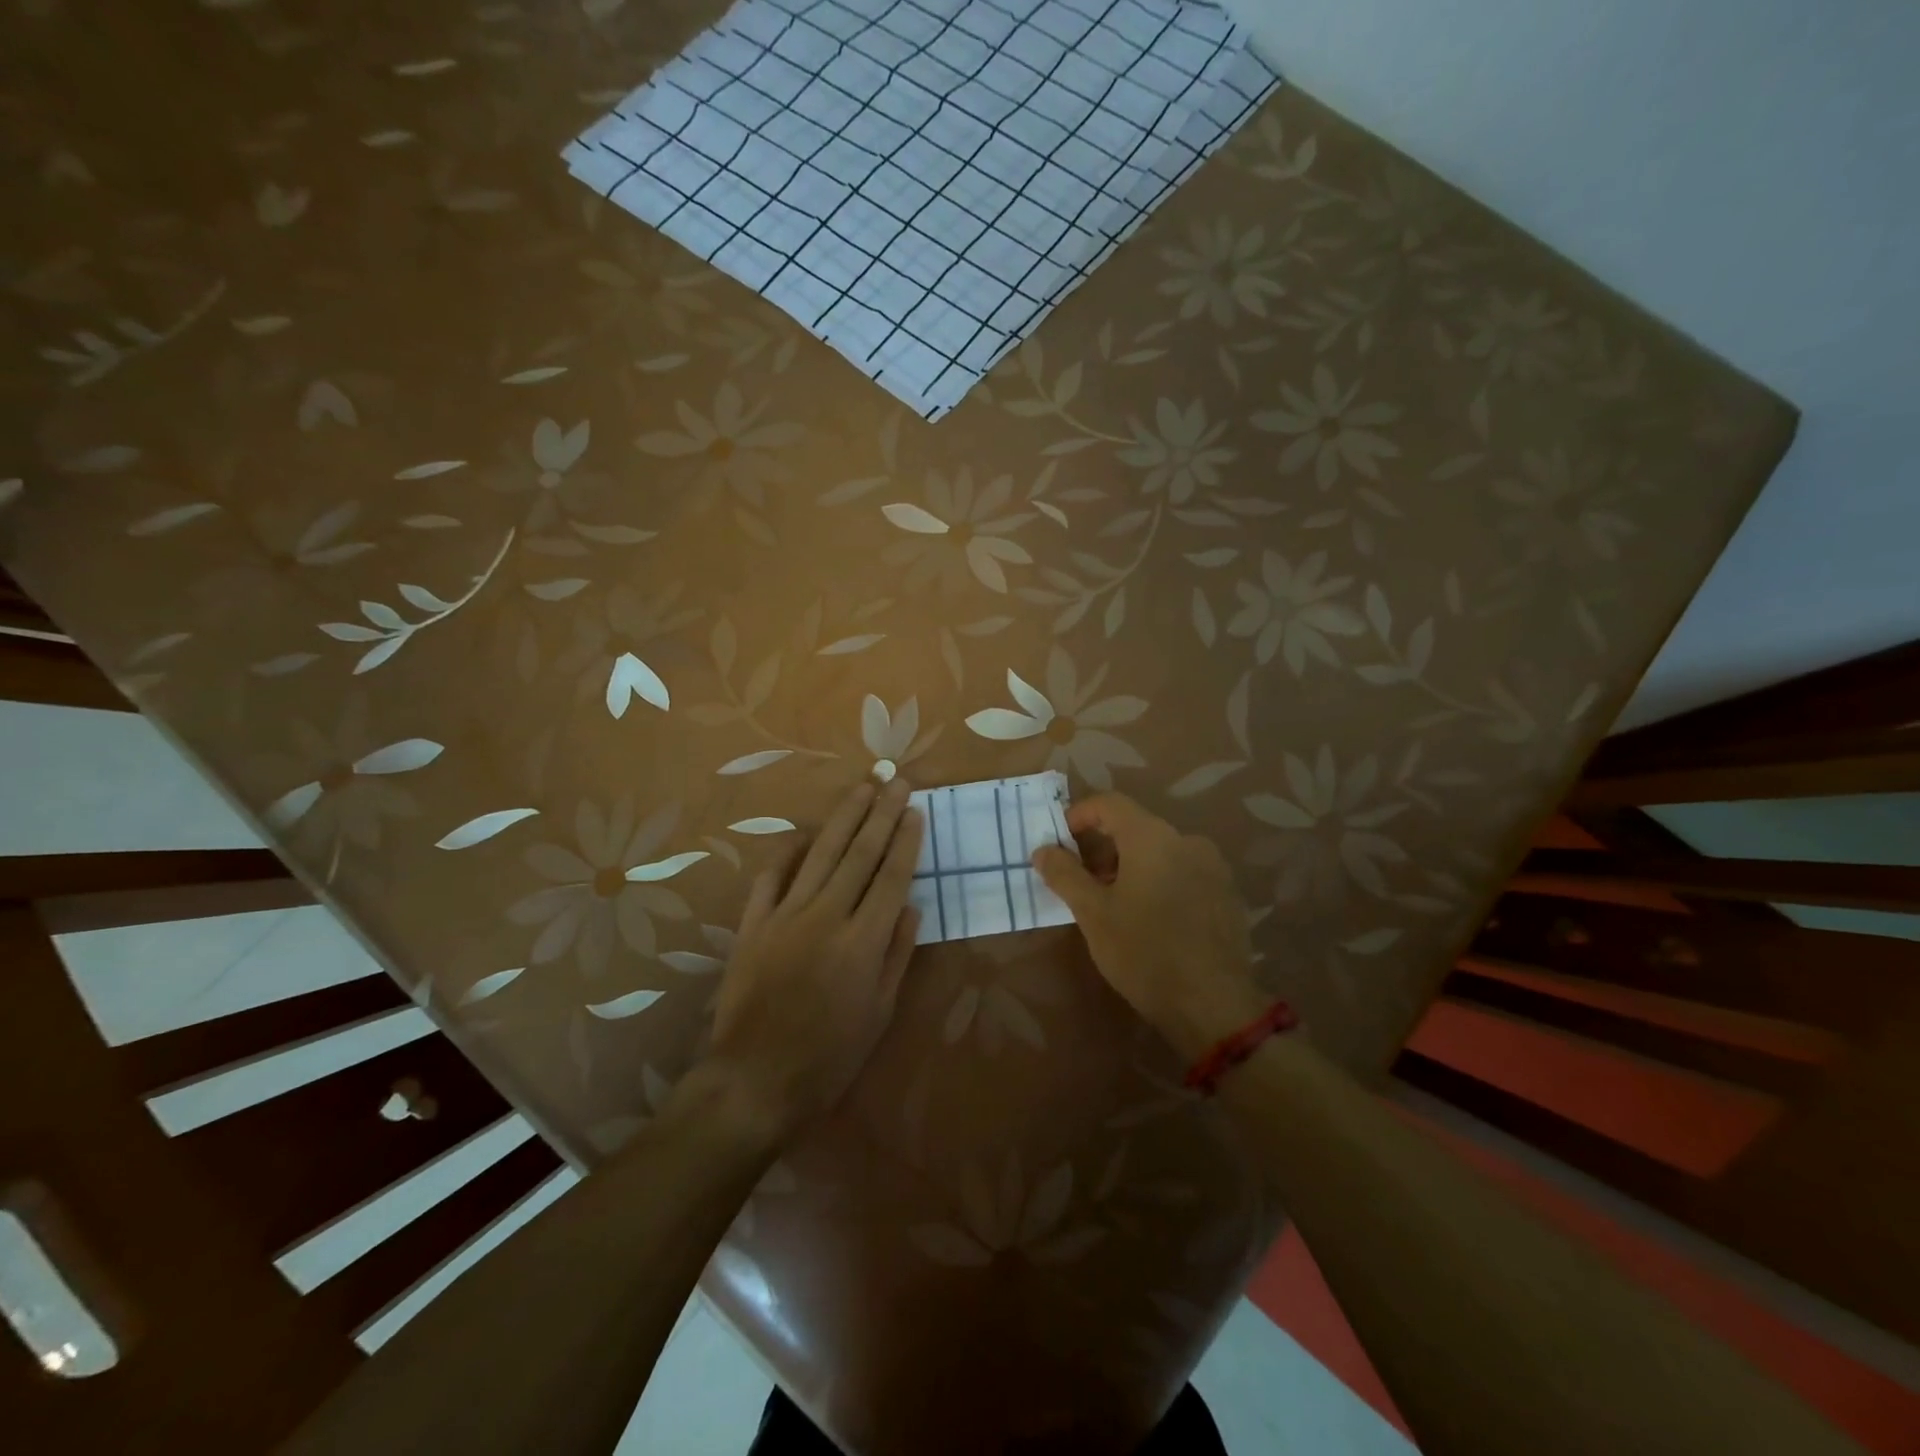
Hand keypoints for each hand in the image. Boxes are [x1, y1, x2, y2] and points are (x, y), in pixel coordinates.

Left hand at [707, 778, 923, 1142]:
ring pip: (820, 854)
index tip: (915, 810)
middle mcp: (826, 917)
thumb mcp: (879, 1013)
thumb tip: (910, 906)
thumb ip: (896, 954)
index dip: (905, 841)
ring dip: (843, 817)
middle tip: (895, 780)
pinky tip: (804, 833)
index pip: (891, 877)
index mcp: (863, 942)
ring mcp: (785, 916)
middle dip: (881, 813)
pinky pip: (772, 877)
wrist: (755, 1080)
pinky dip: (788, 852)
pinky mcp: (753, 924)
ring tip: (862, 788)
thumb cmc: (829, 1056)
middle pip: (859, 854)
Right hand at [1032, 793, 1262, 1061]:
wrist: (1213, 1005)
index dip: (1079, 816)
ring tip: (1111, 903)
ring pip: (1159, 851)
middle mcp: (1187, 840)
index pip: (1109, 803)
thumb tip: (1043, 849)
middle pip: (1135, 826)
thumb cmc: (1144, 952)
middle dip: (1102, 847)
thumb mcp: (1093, 913)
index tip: (1059, 843)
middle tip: (1080, 881)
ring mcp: (1212, 867)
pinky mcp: (1226, 893)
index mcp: (1152, 837)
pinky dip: (1158, 880)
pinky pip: (1182, 872)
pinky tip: (1148, 918)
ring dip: (1129, 866)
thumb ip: (1064, 874)